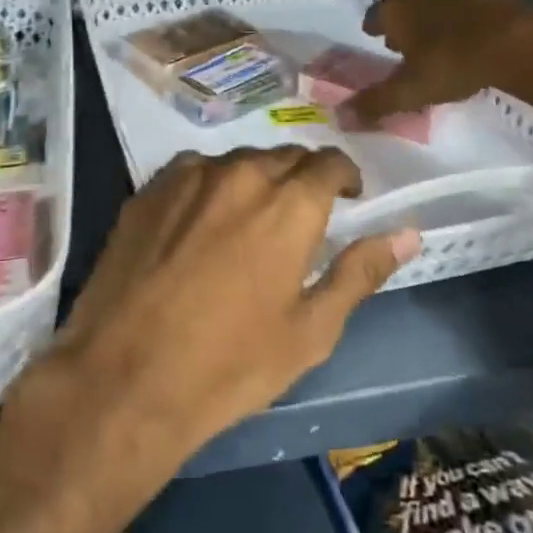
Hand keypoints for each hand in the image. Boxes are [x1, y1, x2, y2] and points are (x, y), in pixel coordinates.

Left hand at [32, 148, 418, 463]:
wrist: (125, 376)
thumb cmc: (230, 363)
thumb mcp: (310, 330)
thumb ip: (360, 272)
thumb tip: (407, 233)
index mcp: (288, 204)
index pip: (328, 163)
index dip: (344, 177)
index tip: (347, 198)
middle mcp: (239, 174)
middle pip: (283, 157)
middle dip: (301, 178)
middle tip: (301, 215)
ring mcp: (187, 177)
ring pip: (236, 161)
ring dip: (254, 180)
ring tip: (250, 219)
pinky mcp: (148, 189)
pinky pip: (193, 172)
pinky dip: (210, 186)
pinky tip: (201, 222)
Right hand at [340, 0, 532, 128]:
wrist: (518, 44)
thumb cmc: (452, 64)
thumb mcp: (409, 91)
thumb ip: (375, 103)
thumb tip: (339, 118)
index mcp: (397, 9)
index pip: (375, 14)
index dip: (374, 26)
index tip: (373, 36)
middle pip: (404, 4)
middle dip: (401, 21)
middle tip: (400, 40)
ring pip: (434, 3)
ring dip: (430, 19)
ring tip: (432, 40)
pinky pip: (464, 9)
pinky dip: (459, 22)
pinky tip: (466, 38)